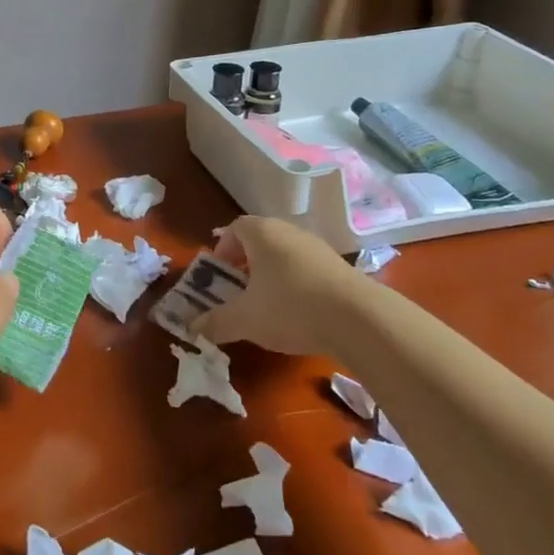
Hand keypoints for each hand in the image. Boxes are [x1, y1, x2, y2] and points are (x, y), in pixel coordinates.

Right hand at [194, 215, 360, 357]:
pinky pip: (307, 268)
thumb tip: (194, 327)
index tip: (220, 274)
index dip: (223, 249)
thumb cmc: (290, 307)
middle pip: (260, 239)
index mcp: (261, 233)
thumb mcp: (245, 319)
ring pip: (285, 253)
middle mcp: (289, 231)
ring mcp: (317, 247)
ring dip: (273, 273)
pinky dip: (297, 283)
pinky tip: (300, 312)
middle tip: (240, 289)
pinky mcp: (340, 266)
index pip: (235, 228)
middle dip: (246, 262)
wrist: (359, 318)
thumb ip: (217, 322)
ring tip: (269, 303)